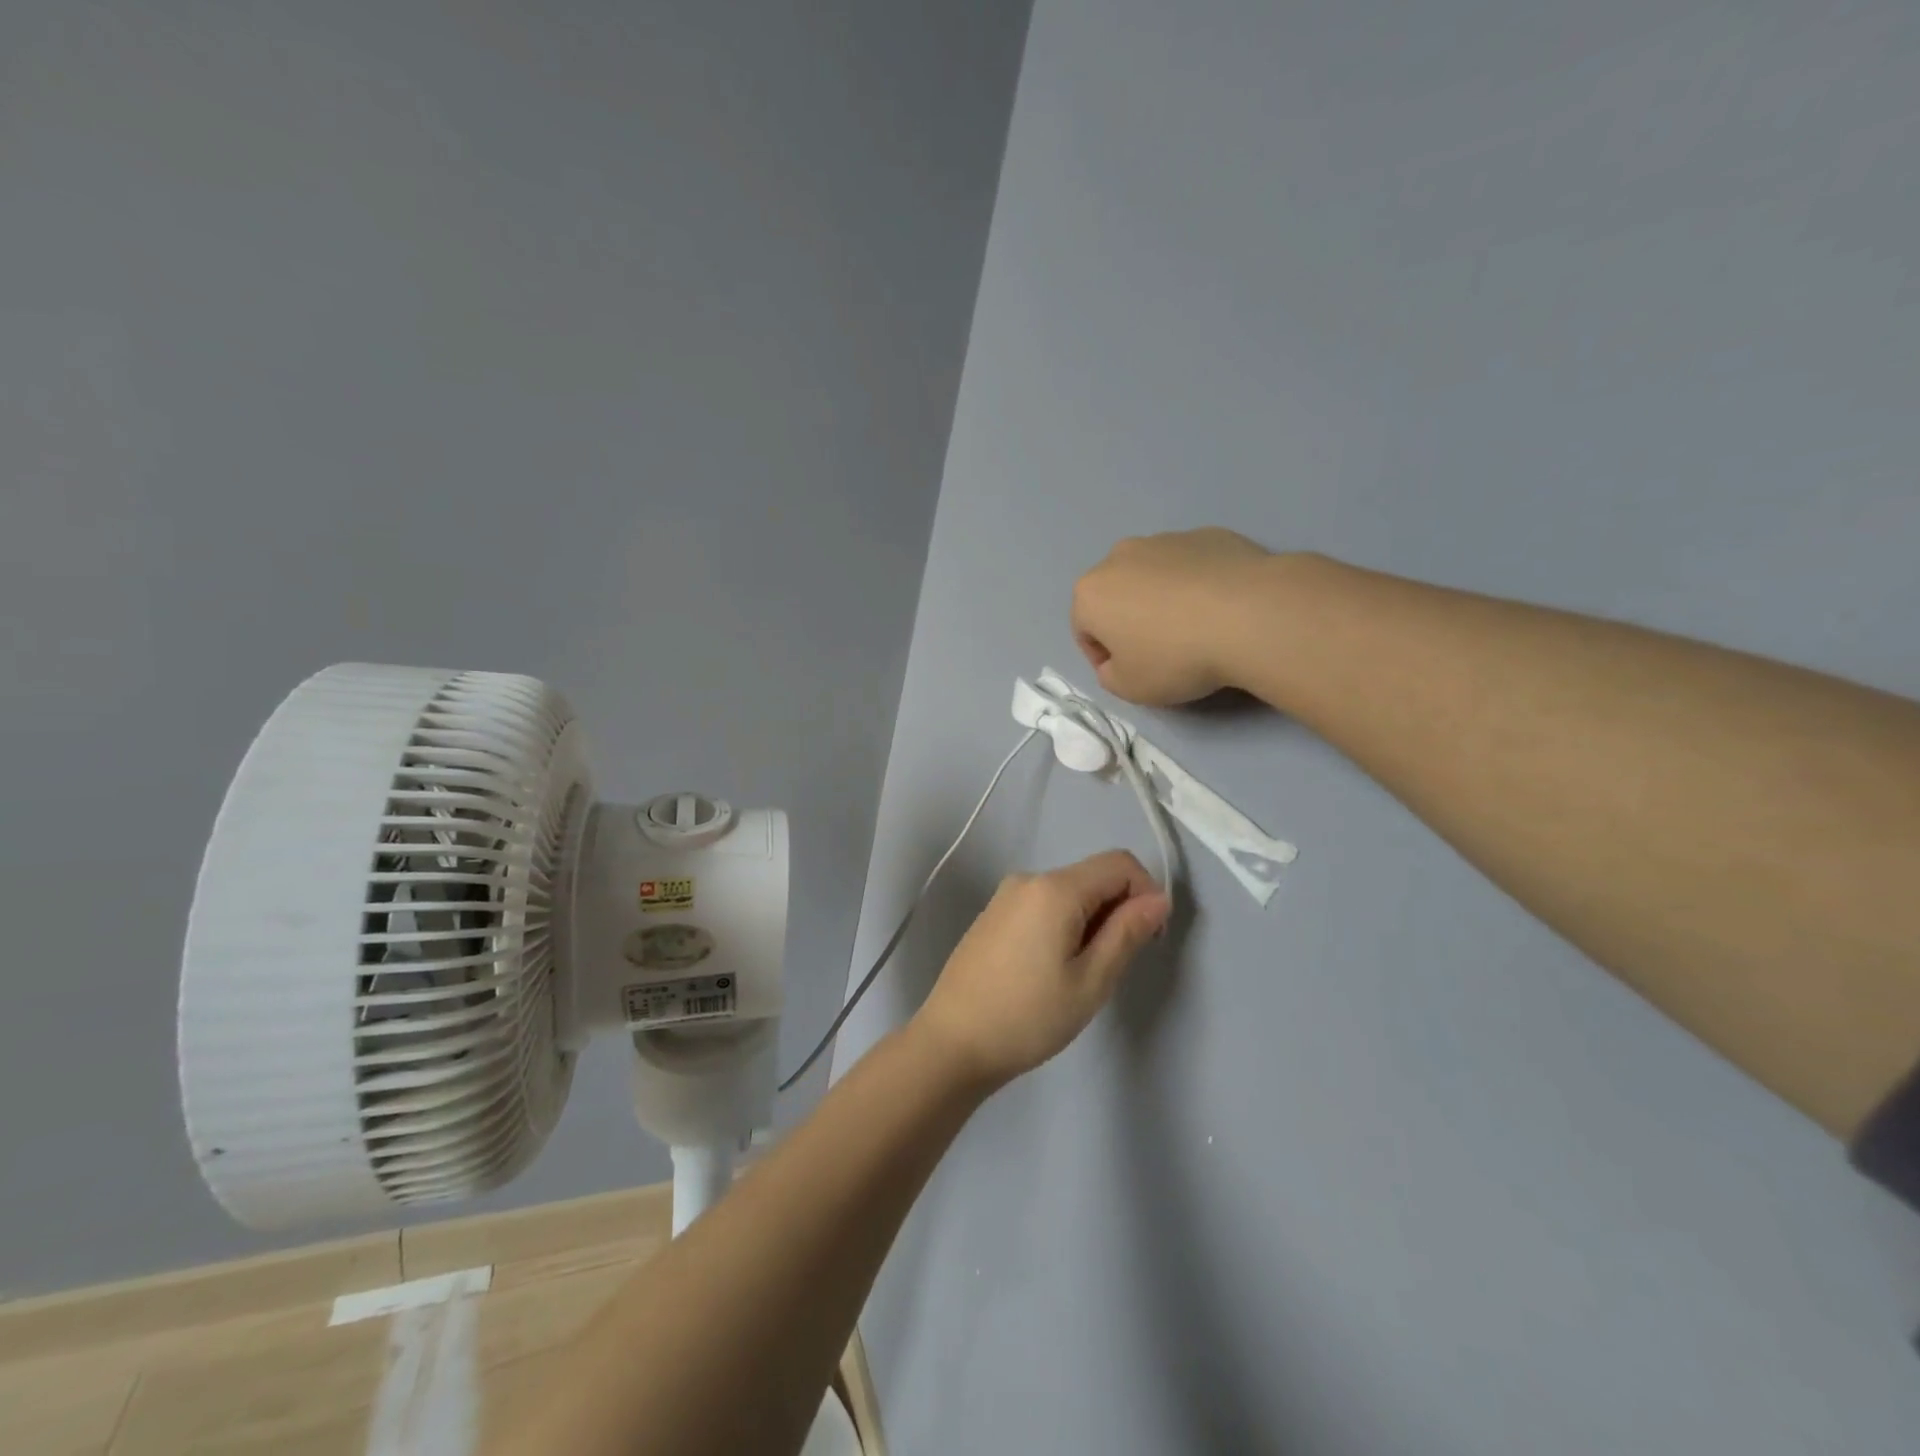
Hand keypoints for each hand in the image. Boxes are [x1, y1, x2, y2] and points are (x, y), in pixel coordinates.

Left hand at [914, 851, 1170, 1087]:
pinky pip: (1043, 905)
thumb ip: (1127, 933)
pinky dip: (1063, 926)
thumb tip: (1159, 899)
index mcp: (1054, 888)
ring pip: (1069, 893)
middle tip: (1109, 967)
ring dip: (1090, 922)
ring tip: (1077, 975)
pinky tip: (1049, 970)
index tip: (1147, 940)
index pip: (1120, 863)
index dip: (1146, 893)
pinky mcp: (993, 915)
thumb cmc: (1028, 1017)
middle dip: (1117, 911)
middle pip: (1093, 876)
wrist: (952, 1042)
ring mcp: (1006, 895)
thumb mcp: (1091, 981)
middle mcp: (1028, 879)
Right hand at [1071, 528, 1274, 704]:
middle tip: (1161, 651)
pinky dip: (1198, 584)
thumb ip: (1109, 676)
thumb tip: (1116, 662)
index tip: (1131, 674)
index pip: (1084, 630)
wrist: (1251, 615)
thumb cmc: (1176, 657)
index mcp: (1091, 592)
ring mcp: (1166, 539)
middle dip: (1130, 621)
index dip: (1104, 658)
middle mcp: (1120, 556)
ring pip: (1153, 576)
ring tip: (1195, 628)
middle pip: (1116, 595)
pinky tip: (1222, 609)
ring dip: (1163, 600)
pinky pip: (1192, 566)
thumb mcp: (1129, 688)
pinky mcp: (1208, 534)